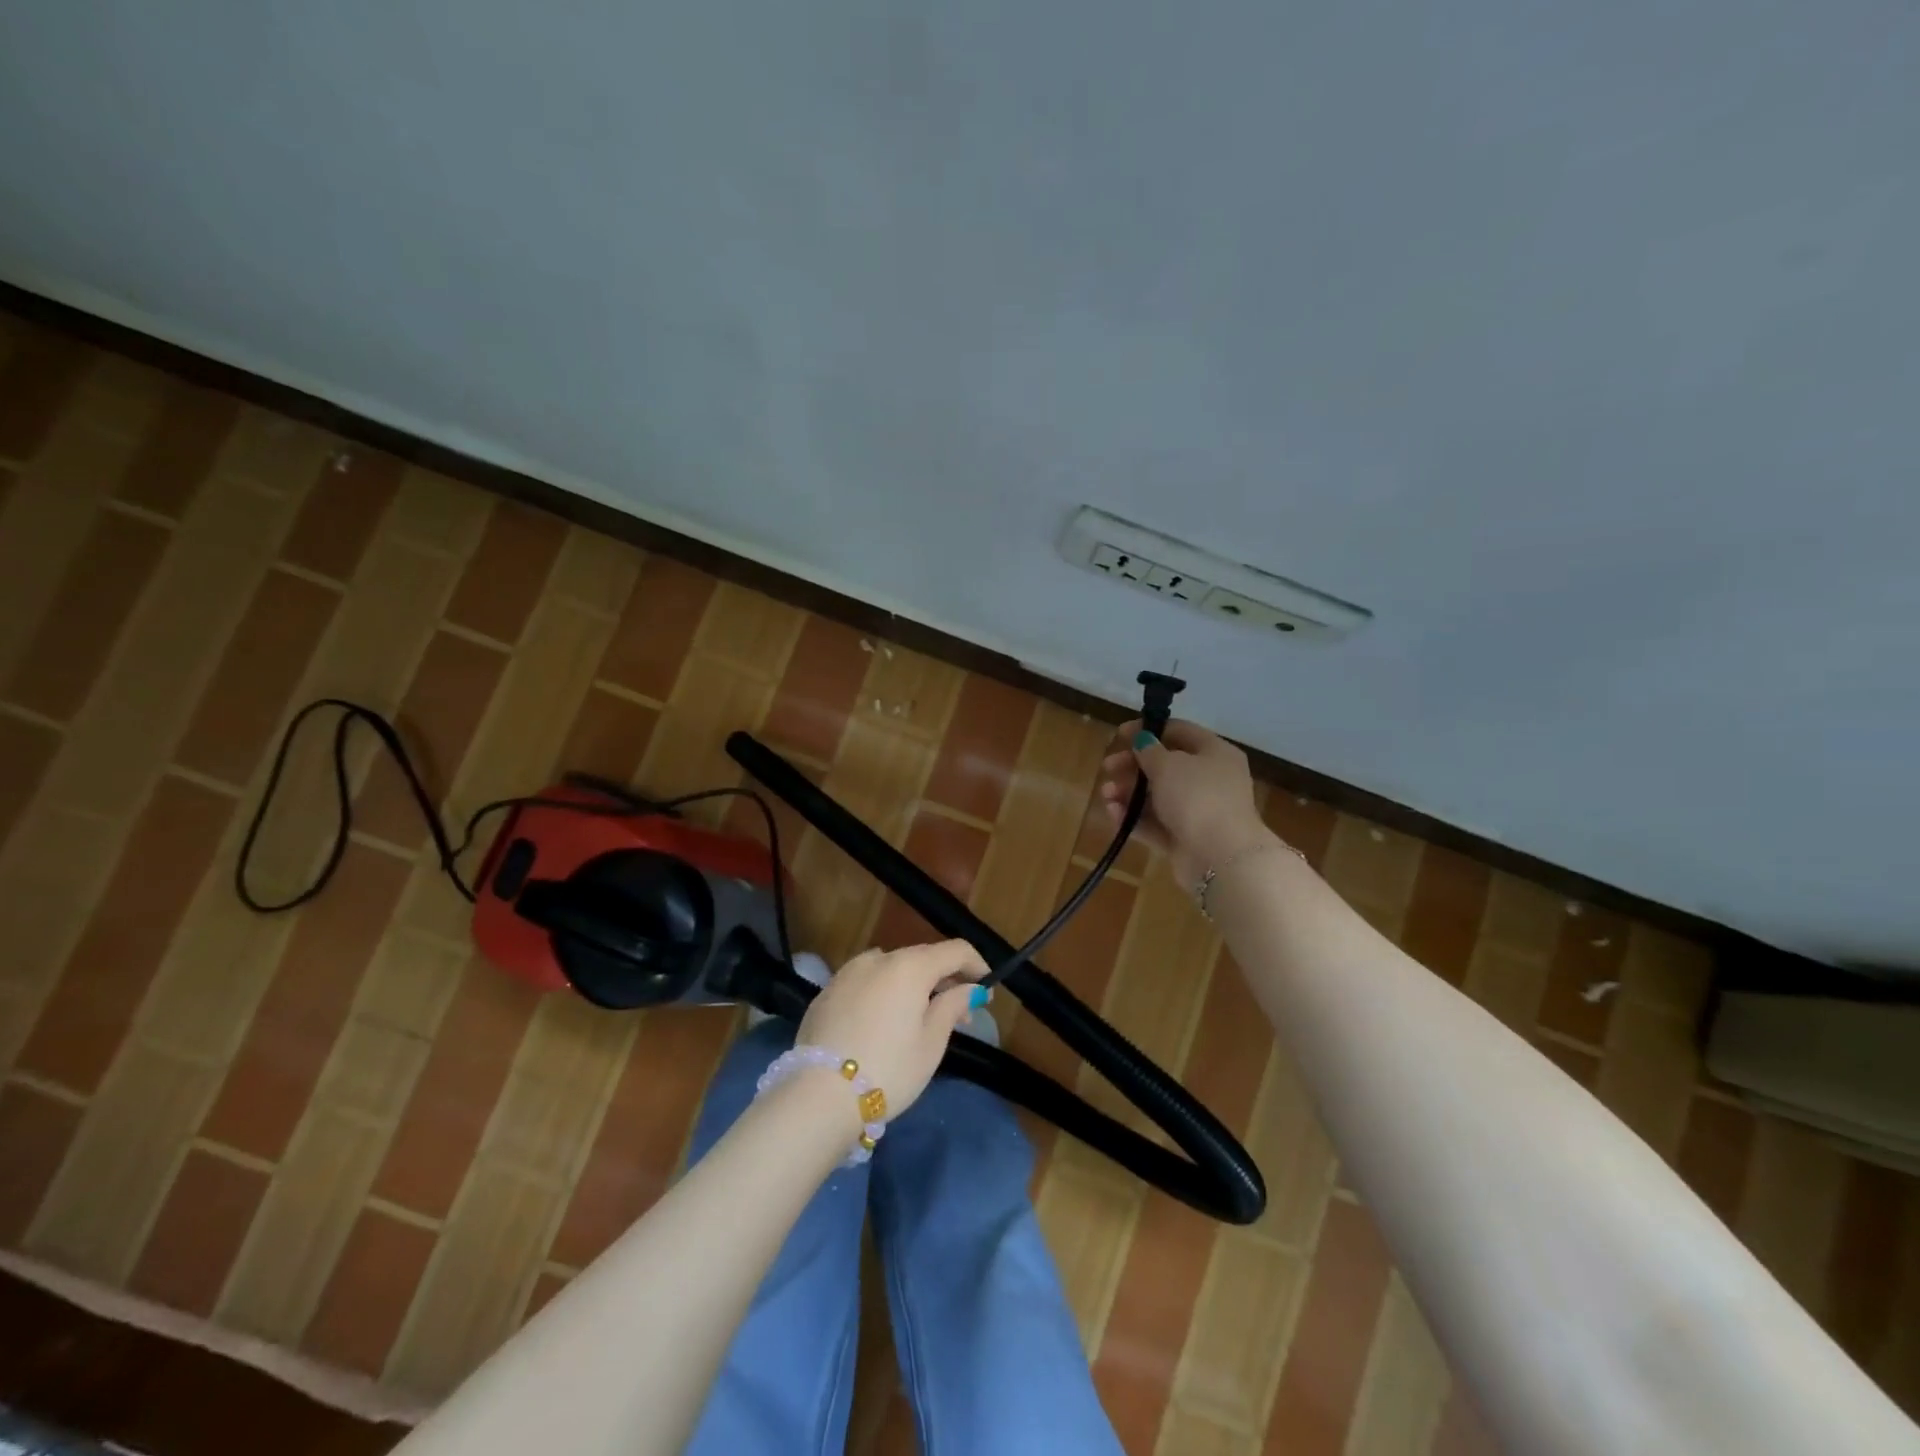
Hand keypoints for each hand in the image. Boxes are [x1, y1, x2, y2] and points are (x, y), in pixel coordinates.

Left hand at [795, 940, 988, 1115]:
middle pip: (921, 958)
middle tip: (958, 1013)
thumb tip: (970, 989)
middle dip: (944, 979)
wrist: (819, 1095)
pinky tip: (882, 1024)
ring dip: (911, 985)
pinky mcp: (827, 992)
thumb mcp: (931, 1043)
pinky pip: (865, 983)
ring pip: (891, 969)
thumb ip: (952, 1007)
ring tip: (918, 1018)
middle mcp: (878, 958)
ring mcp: (848, 973)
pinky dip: (882, 994)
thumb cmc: (889, 1069)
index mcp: (910, 966)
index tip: (986, 988)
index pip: (954, 950)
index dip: (975, 964)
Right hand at [1099, 718, 1273, 886]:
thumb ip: (1149, 750)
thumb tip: (1143, 741)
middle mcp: (1210, 780)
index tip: (1120, 735)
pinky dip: (1134, 818)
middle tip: (1108, 767)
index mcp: (1215, 753)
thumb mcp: (1168, 765)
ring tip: (1106, 795)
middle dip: (1132, 766)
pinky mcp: (1185, 839)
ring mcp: (1198, 812)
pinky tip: (1113, 814)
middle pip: (1165, 766)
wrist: (1221, 857)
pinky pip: (1156, 823)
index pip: (1180, 732)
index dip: (1148, 730)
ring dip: (1129, 793)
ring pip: (1157, 796)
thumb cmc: (1196, 797)